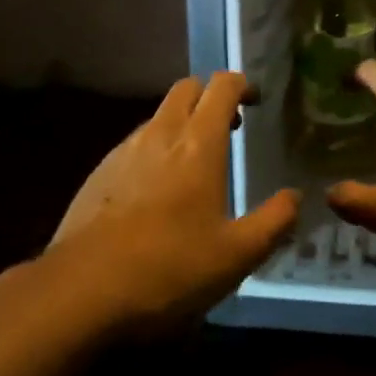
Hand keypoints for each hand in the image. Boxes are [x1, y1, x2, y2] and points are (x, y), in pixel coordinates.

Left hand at [50, 72, 299, 335]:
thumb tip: (295, 197)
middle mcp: (161, 134)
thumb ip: (273, 222)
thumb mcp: (236, 256)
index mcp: (199, 143)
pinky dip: (155, 149)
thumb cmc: (169, 268)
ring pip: (159, 115)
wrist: (80, 291)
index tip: (256, 102)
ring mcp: (124, 150)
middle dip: (210, 96)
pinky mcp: (99, 172)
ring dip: (181, 123)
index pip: (222, 86)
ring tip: (195, 163)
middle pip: (187, 88)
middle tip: (229, 127)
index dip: (242, 85)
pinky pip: (135, 143)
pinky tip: (156, 192)